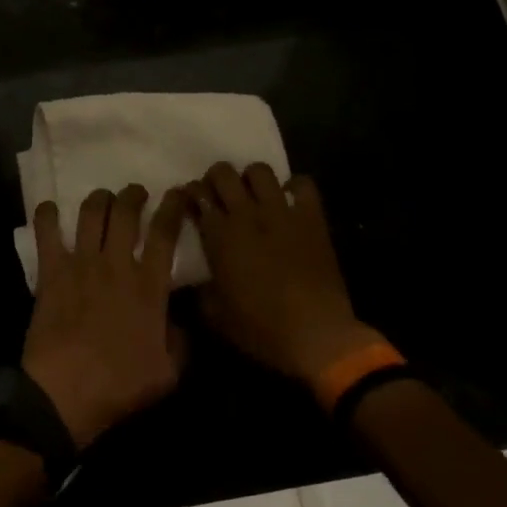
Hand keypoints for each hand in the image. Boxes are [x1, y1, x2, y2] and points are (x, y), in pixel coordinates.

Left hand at [23, 184, 188, 448]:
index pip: (166, 232)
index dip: (174, 206)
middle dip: (134, 195)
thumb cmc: (118, 385)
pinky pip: (47, 232)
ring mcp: (82, 263)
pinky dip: (48, 215)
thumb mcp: (167, 373)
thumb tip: (179, 322)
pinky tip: (51, 209)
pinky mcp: (51, 271)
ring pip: (92, 212)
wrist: (64, 392)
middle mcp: (117, 264)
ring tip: (103, 199)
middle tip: (136, 194)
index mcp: (149, 285)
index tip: (178, 193)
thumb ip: (179, 342)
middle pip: (126, 211)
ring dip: (100, 199)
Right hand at [187, 162, 387, 383]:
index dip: (190, 194)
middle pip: (223, 172)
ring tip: (253, 195)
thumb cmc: (261, 329)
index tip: (192, 203)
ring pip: (259, 171)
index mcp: (219, 236)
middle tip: (219, 195)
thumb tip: (196, 282)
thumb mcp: (216, 316)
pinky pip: (302, 184)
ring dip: (251, 179)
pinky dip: (294, 187)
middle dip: (216, 178)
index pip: (196, 195)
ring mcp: (281, 212)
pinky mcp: (311, 218)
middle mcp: (246, 215)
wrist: (316, 335)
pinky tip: (289, 201)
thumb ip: (200, 291)